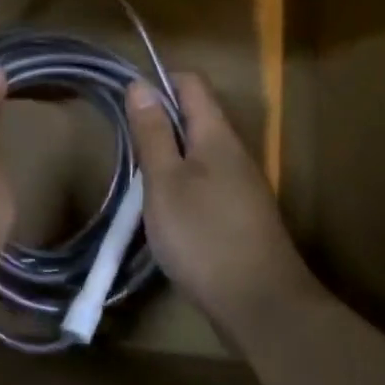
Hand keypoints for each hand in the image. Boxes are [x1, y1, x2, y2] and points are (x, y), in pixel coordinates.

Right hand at [127, 73, 310, 329]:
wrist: (260, 304)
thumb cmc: (203, 236)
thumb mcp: (165, 182)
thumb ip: (152, 134)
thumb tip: (141, 84)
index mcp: (216, 136)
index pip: (191, 84)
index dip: (159, 81)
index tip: (125, 99)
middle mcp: (234, 153)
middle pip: (196, 116)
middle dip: (159, 121)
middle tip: (125, 143)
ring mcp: (241, 185)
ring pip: (199, 151)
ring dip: (168, 155)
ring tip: (138, 178)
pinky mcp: (240, 214)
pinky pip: (206, 181)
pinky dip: (181, 183)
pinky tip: (164, 210)